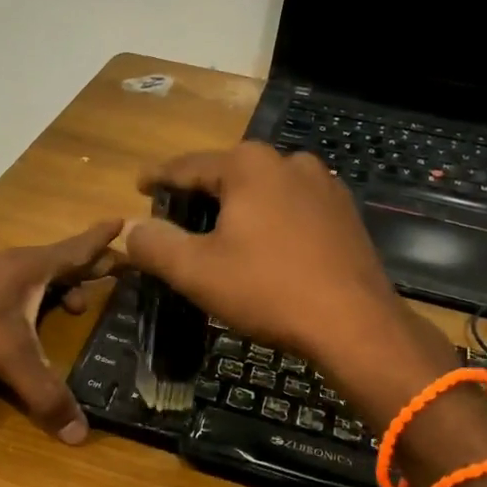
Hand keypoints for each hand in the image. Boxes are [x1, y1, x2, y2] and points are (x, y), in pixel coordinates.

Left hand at [0, 219, 122, 442]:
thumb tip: (80, 435)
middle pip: (62, 261)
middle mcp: (14, 265)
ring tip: (79, 305)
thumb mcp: (8, 355)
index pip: (78, 249)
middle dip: (91, 266)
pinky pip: (18, 290)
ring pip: (38, 277)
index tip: (125, 222)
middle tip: (118, 271)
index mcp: (32, 267)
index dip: (103, 240)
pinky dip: (37, 299)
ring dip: (62, 287)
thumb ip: (44, 392)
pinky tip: (32, 320)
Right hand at [122, 144, 455, 384]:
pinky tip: (265, 247)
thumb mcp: (196, 271)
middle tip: (176, 218)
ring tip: (220, 234)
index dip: (158, 178)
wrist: (355, 324)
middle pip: (228, 174)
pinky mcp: (344, 212)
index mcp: (248, 165)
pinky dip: (270, 220)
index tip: (139, 187)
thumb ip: (155, 245)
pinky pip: (292, 207)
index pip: (187, 166)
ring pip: (263, 190)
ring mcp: (323, 184)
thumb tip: (131, 229)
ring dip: (238, 208)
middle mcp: (288, 161)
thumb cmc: (268, 290)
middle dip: (200, 194)